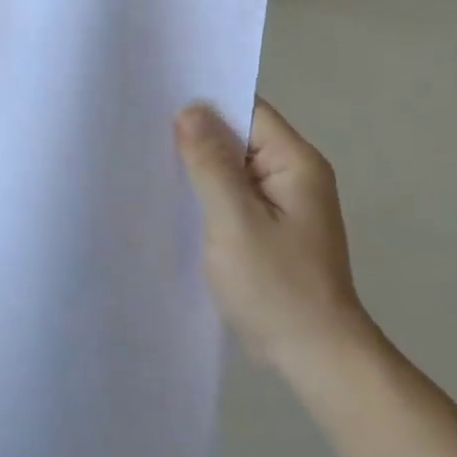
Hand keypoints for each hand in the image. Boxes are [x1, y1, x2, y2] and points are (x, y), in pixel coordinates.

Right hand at [175, 100, 377, 383]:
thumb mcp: (234, 220)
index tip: (160, 103)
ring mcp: (284, 206)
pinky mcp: (271, 231)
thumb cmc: (275, 285)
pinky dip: (209, 197)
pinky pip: (236, 199)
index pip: (249, 112)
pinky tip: (177, 202)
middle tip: (143, 133)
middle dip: (197, 137)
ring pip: (234, 171)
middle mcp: (294, 176)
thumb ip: (210, 164)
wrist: (313, 354)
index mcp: (295, 163)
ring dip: (200, 169)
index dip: (207, 105)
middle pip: (240, 139)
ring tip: (150, 163)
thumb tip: (190, 110)